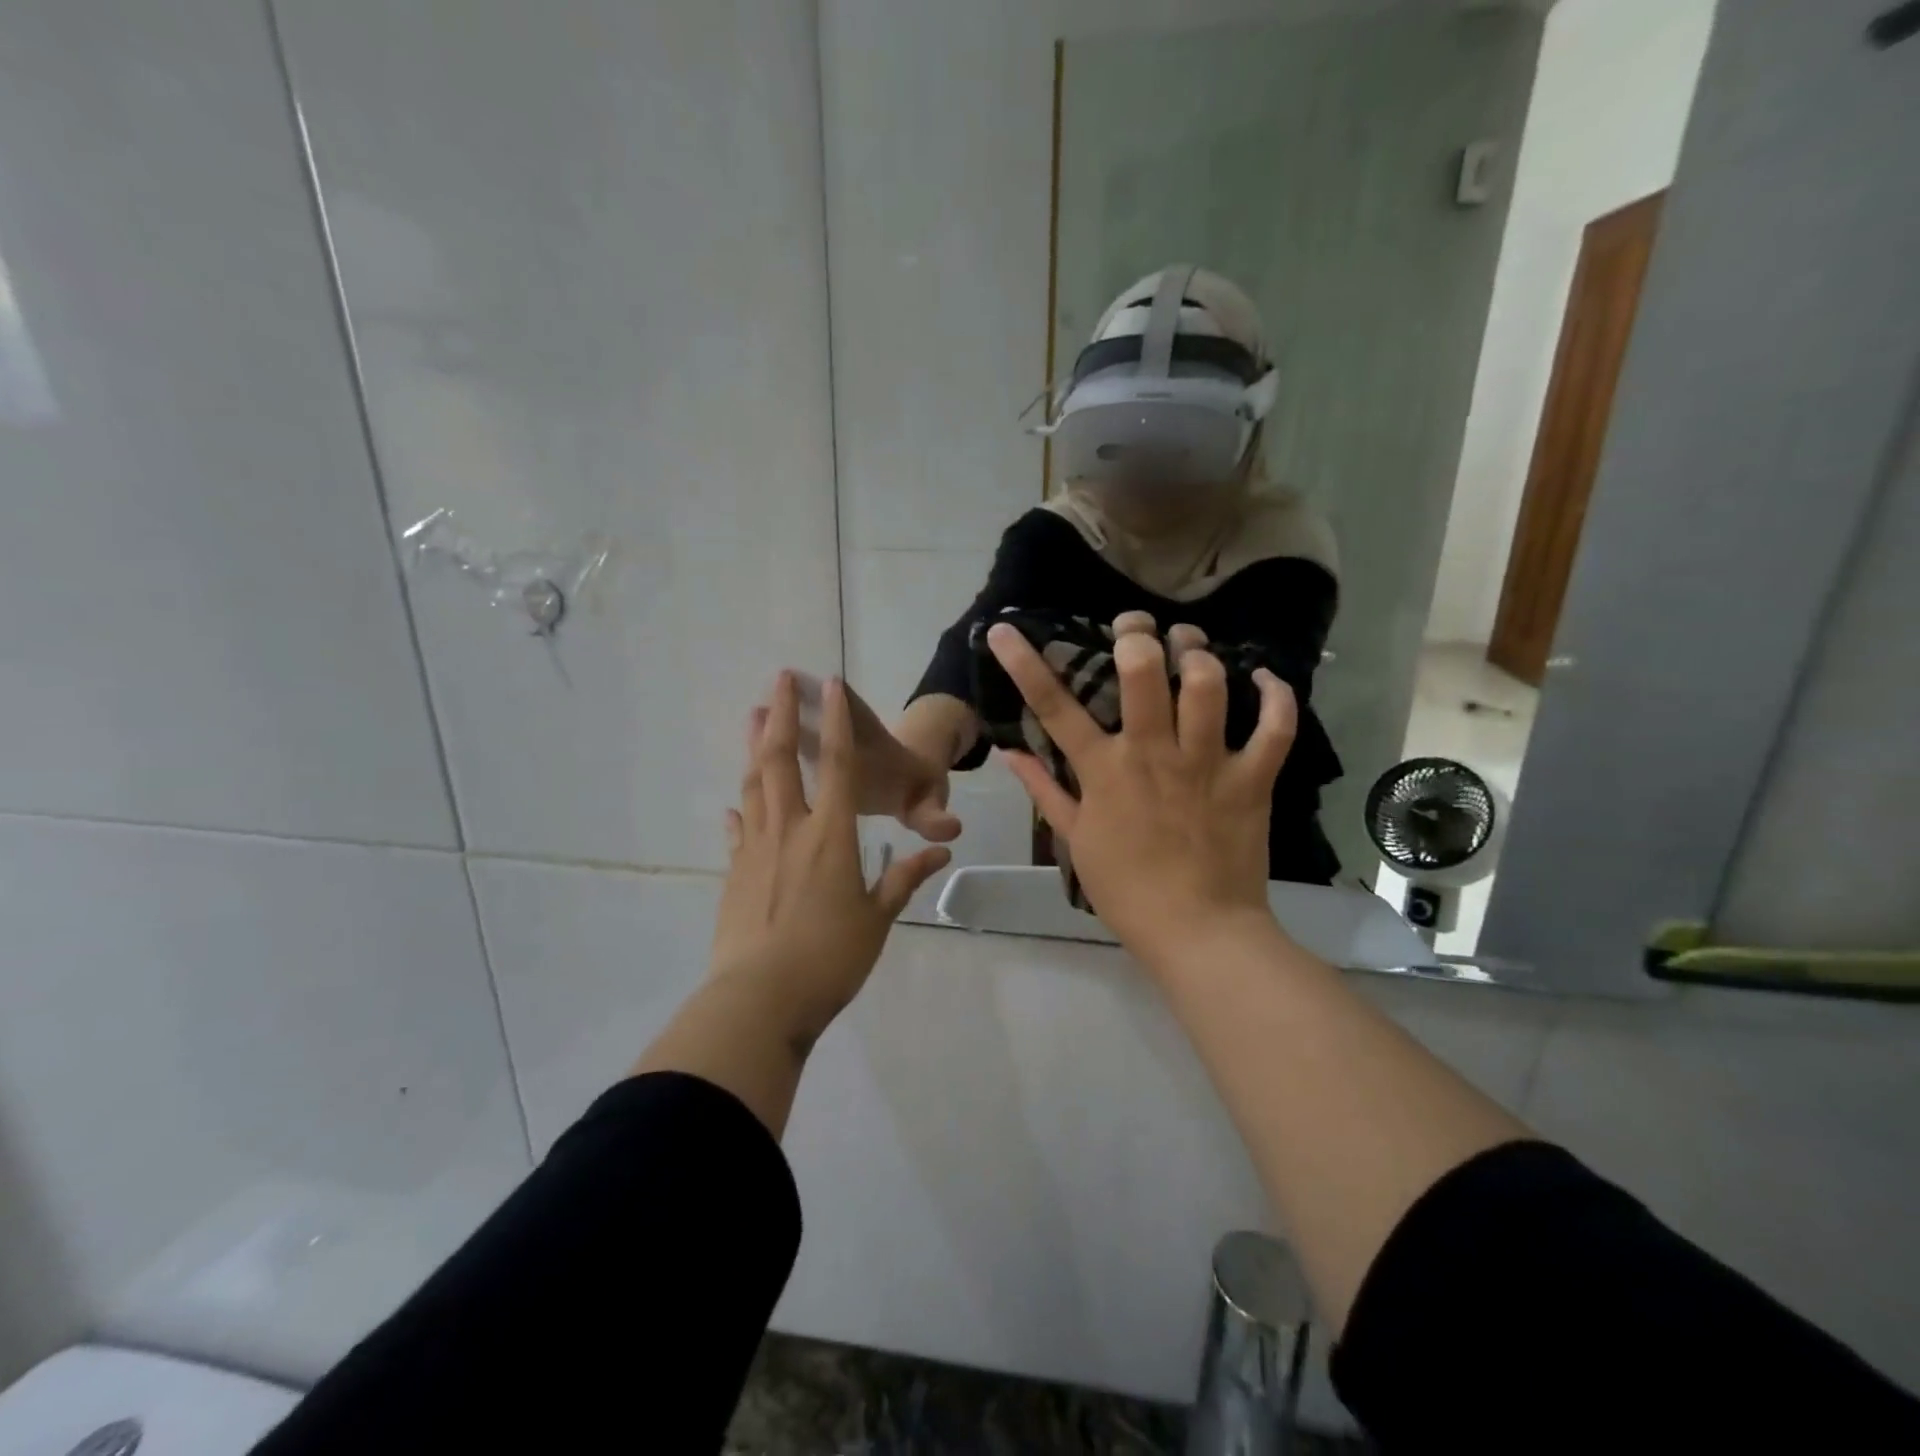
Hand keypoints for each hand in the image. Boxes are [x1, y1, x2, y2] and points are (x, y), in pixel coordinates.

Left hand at [710, 671, 950, 1046]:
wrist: (759, 1000)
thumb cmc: (830, 957)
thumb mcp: (877, 918)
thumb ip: (905, 878)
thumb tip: (942, 851)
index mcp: (831, 836)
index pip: (840, 766)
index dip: (839, 723)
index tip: (833, 685)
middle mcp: (790, 830)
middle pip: (782, 761)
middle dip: (782, 717)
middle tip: (777, 680)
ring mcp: (755, 850)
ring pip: (754, 786)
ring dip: (754, 748)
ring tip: (753, 717)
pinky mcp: (733, 875)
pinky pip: (737, 831)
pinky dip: (739, 812)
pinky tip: (734, 805)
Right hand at [987, 622, 1294, 968]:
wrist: (1198, 932)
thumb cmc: (1126, 889)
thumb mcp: (1074, 839)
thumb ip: (1043, 790)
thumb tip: (1009, 752)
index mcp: (1104, 771)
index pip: (1054, 707)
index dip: (1025, 663)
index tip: (1005, 629)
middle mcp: (1153, 754)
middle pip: (1142, 672)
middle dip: (1137, 634)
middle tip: (1137, 626)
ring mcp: (1207, 764)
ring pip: (1207, 685)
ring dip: (1198, 653)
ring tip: (1191, 644)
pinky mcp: (1253, 779)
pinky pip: (1274, 726)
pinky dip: (1275, 695)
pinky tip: (1262, 678)